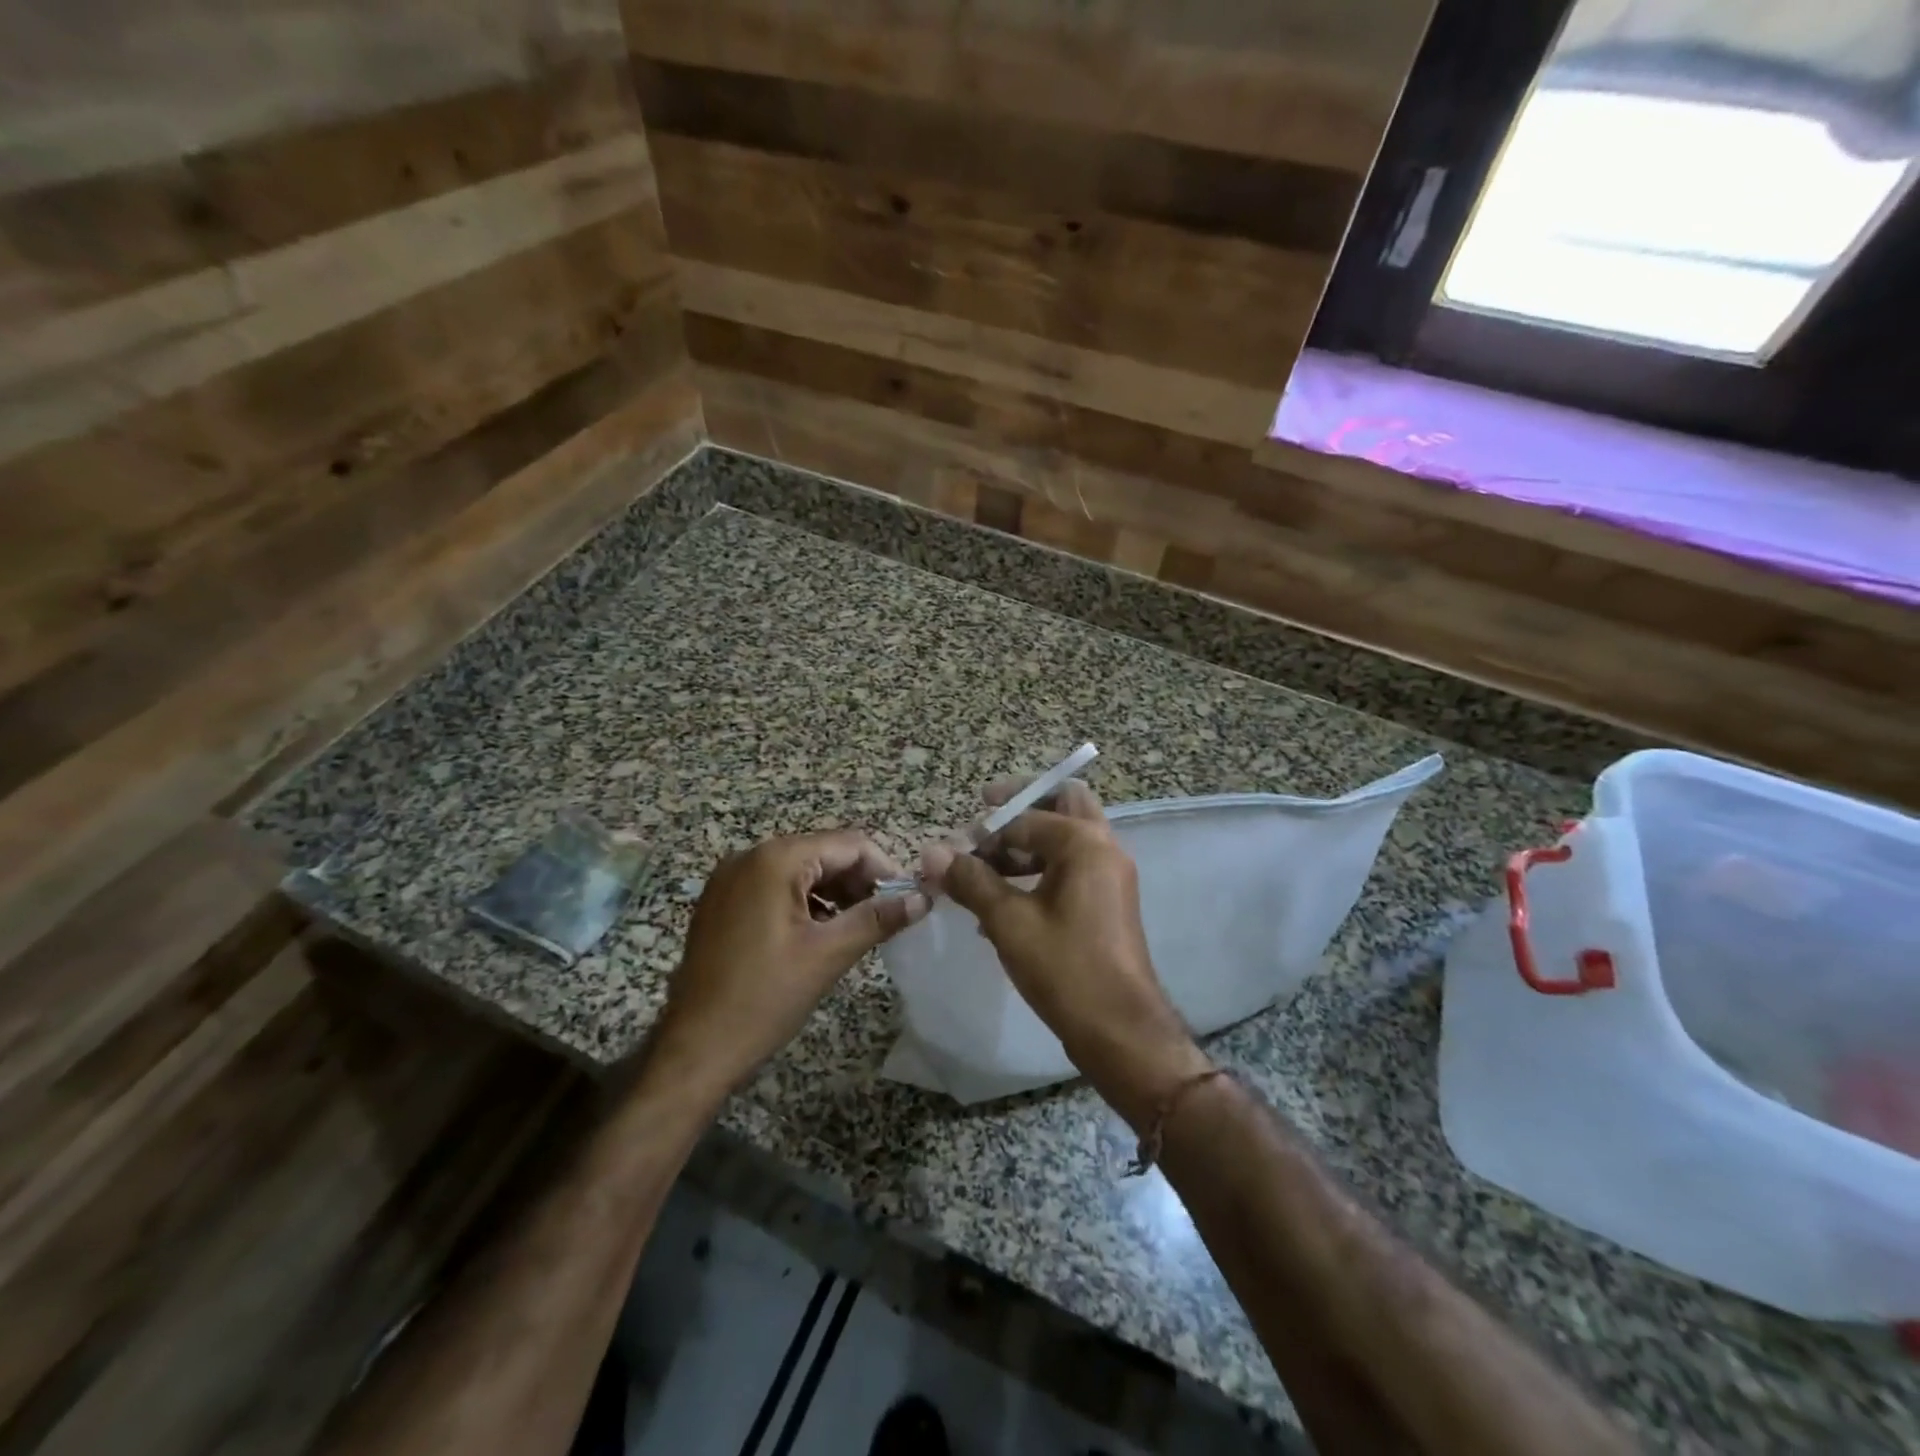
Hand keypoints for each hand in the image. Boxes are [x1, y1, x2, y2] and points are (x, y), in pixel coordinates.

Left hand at [648, 831, 929, 1099]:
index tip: (907, 901)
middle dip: (859, 881)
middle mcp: (749, 856)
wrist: (693, 1050)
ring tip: (859, 928)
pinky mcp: (722, 902)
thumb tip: (921, 899)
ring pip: (801, 870)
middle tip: (886, 917)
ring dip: (835, 892)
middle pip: (824, 853)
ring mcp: (730, 879)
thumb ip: (877, 918)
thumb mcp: (828, 955)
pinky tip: (821, 933)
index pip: (848, 844)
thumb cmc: (763, 999)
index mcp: (775, 859)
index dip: (884, 868)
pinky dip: (805, 902)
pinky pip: (775, 887)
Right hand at [924, 781, 1209, 1126]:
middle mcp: (1104, 848)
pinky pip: (1071, 868)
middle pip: (1062, 803)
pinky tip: (1003, 903)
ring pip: (1066, 838)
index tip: (954, 852)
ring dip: (1027, 843)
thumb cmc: (1065, 969)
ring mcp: (1109, 876)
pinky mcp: (1106, 902)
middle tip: (985, 816)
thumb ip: (971, 881)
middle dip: (1021, 806)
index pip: (1026, 817)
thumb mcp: (1009, 922)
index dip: (985, 832)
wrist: (1120, 1031)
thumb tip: (932, 853)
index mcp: (1084, 843)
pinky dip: (1040, 870)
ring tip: (985, 868)